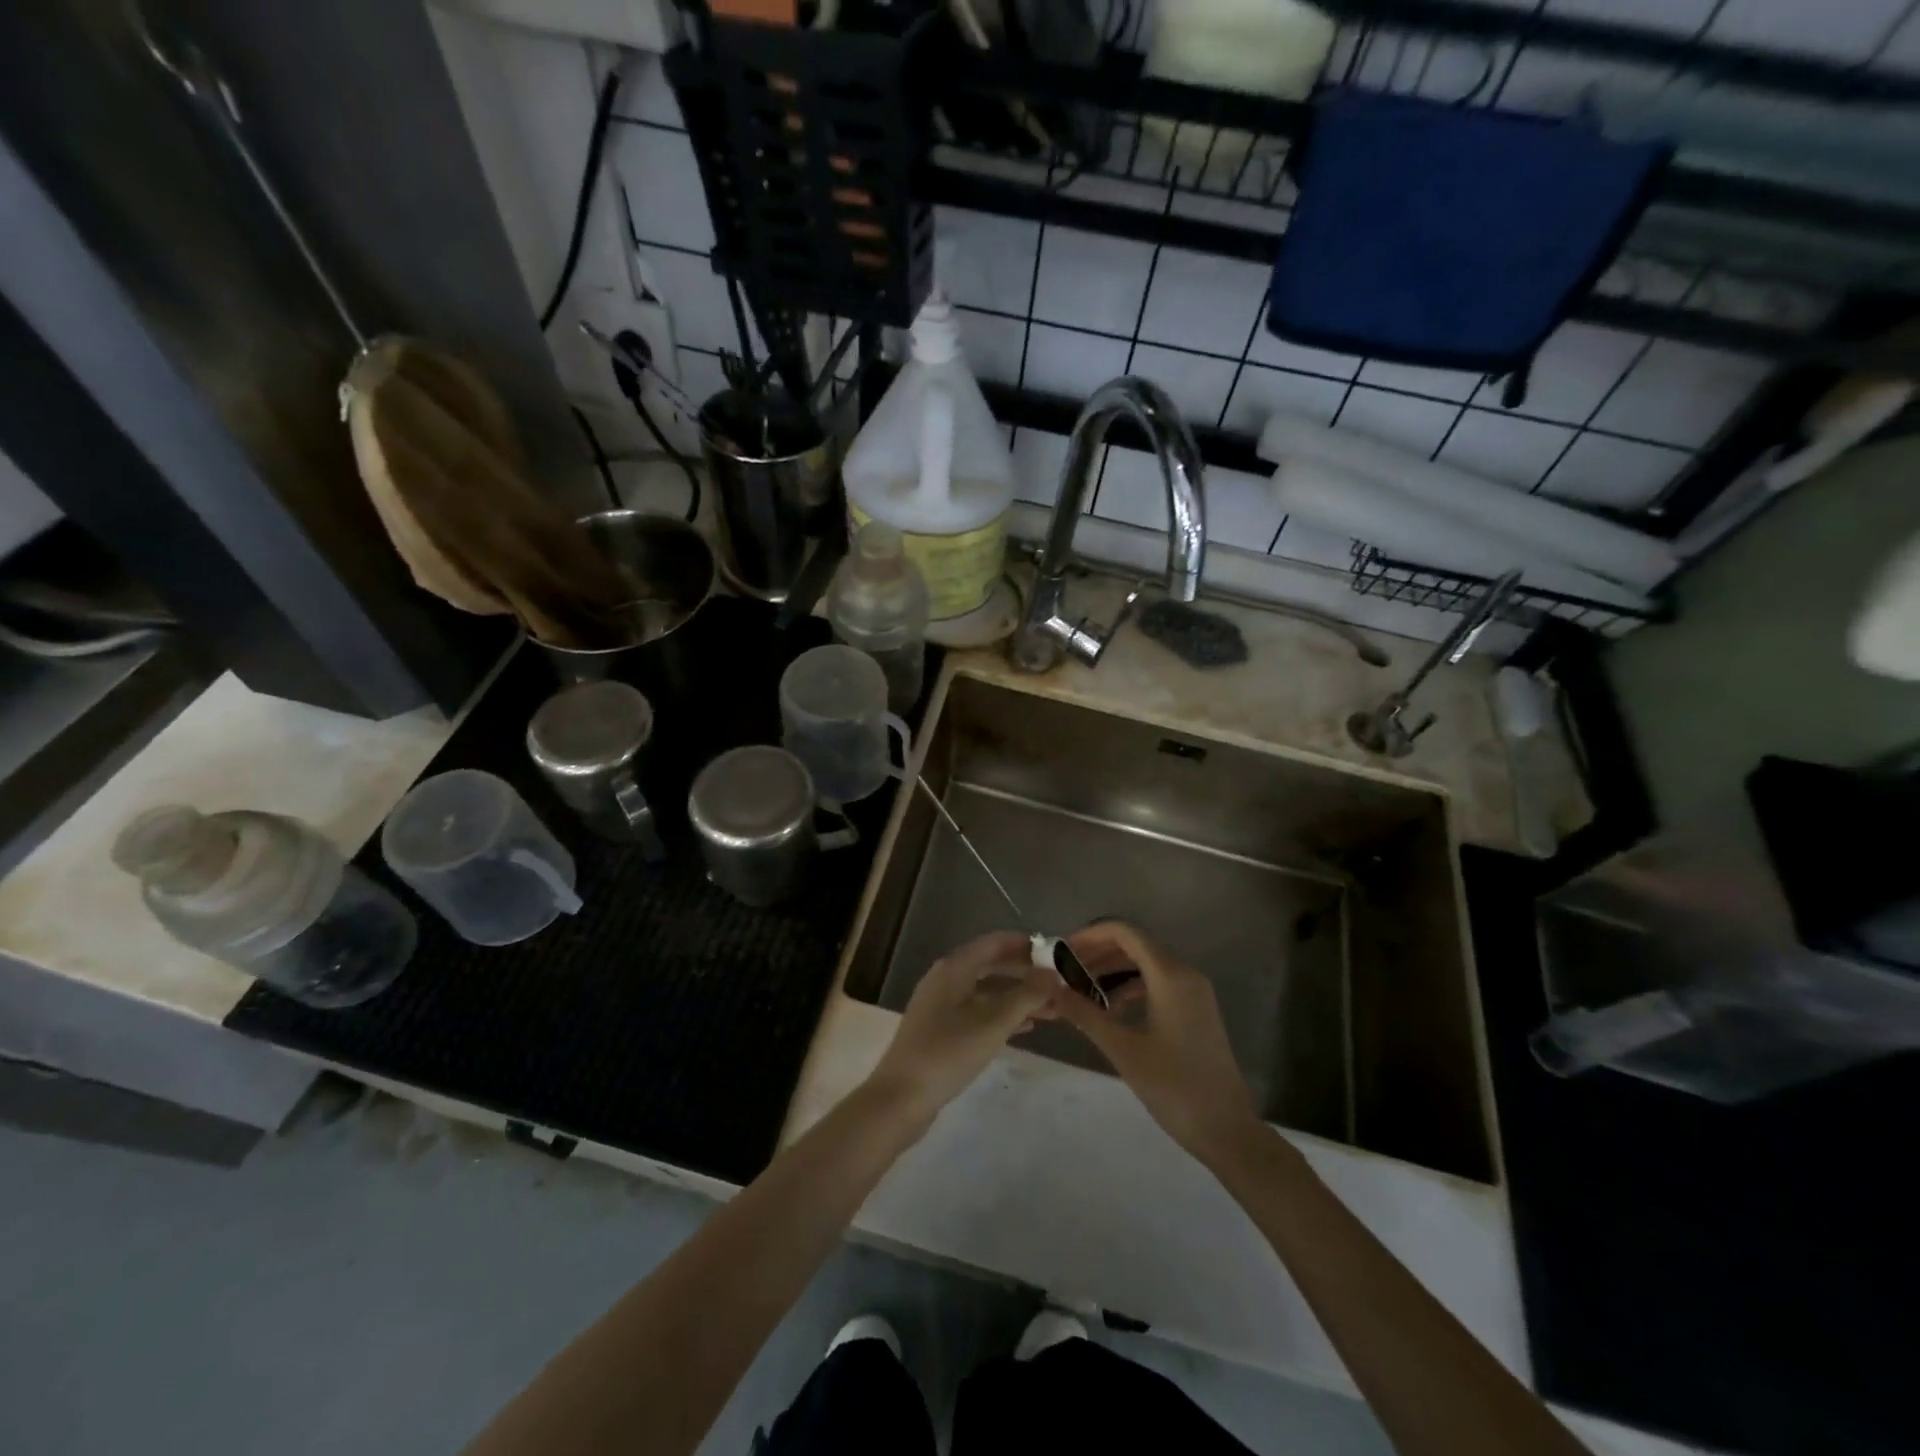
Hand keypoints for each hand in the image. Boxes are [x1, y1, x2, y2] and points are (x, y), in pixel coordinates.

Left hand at [867, 931, 1057, 1127]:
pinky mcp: (940, 1029)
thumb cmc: (948, 1052)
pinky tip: (1025, 1028)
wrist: (901, 1097)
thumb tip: (1054, 973)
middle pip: (992, 966)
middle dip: (1025, 975)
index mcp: (954, 967)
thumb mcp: (993, 1023)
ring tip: (1051, 1011)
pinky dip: (1002, 1015)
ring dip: (1017, 998)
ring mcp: (941, 1005)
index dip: (1026, 945)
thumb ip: (1026, 996)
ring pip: (987, 991)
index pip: (995, 943)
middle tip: (1058, 986)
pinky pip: (978, 1011)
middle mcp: (946, 978)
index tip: (1056, 955)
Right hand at [1051, 922, 1263, 1167]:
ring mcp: (1194, 992)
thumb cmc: (1174, 1087)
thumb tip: (1050, 989)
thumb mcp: (1123, 1049)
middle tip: (1064, 972)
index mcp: (1170, 975)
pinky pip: (1157, 983)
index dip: (1091, 936)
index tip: (1062, 952)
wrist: (1226, 1130)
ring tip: (1080, 990)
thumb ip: (1085, 1014)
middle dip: (1098, 954)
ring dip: (1112, 971)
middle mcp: (1185, 974)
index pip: (1125, 933)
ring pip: (1145, 964)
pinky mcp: (1195, 1009)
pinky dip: (1130, 987)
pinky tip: (1109, 1009)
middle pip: (1135, 945)